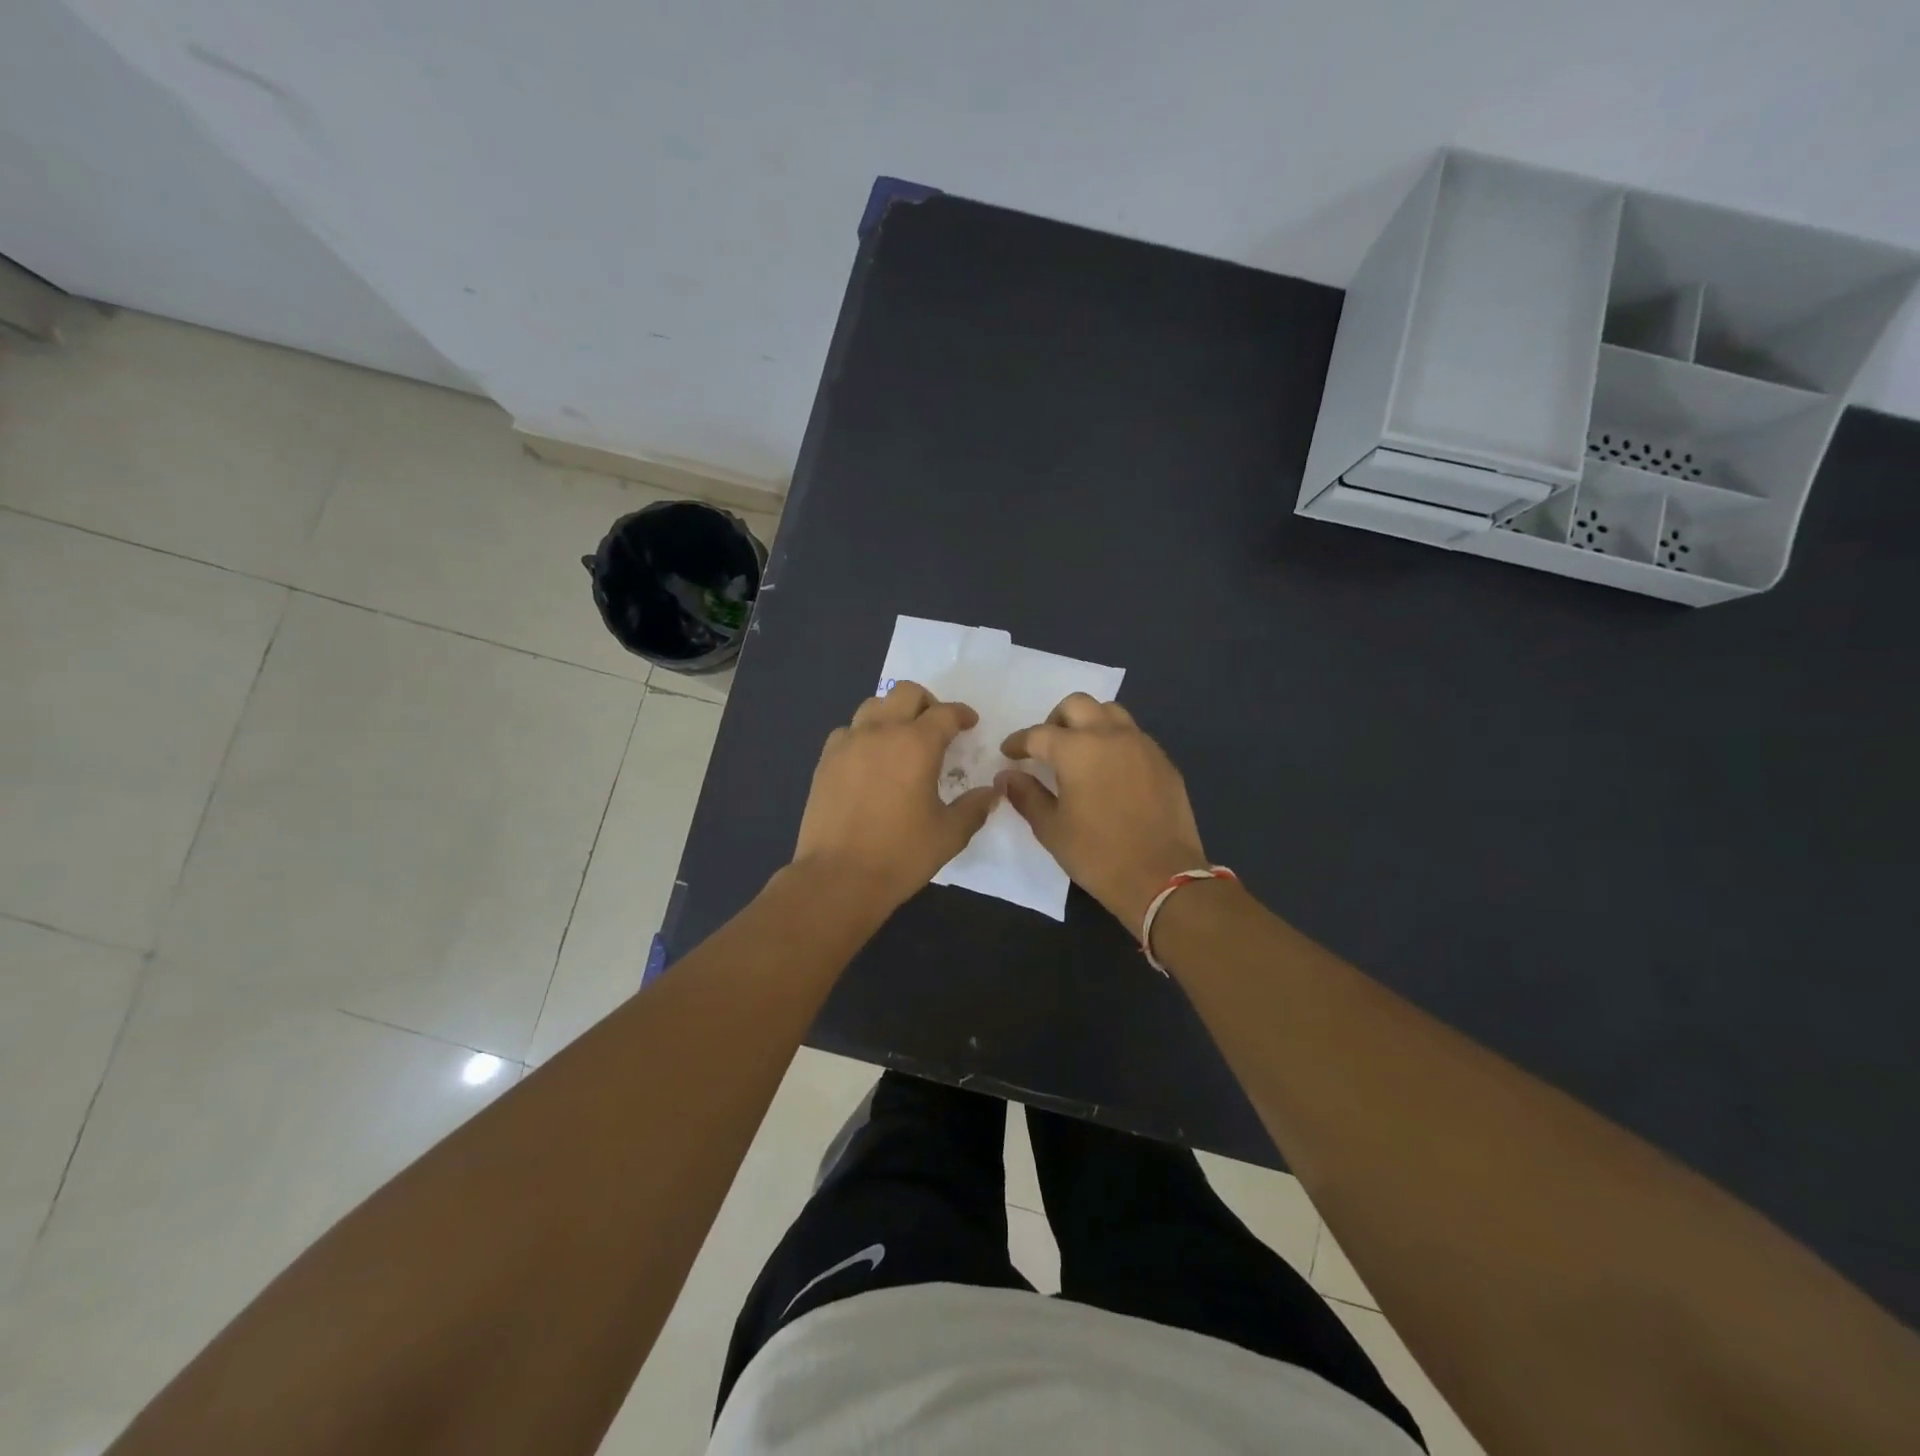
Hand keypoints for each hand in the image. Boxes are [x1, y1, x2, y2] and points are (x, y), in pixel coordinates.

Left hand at [792, 681, 1000, 912]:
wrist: (838, 878)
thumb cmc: (900, 855)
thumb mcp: (950, 834)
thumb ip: (974, 807)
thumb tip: (991, 792)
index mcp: (917, 745)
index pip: (946, 713)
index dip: (962, 714)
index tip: (970, 723)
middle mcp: (881, 732)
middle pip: (906, 693)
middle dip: (928, 703)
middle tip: (936, 727)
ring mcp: (848, 743)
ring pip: (873, 705)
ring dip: (893, 713)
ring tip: (901, 739)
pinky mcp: (825, 760)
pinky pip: (848, 731)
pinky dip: (864, 734)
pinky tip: (869, 760)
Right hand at [998, 694, 1208, 931]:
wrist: (1162, 878)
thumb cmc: (1097, 855)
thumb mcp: (1051, 829)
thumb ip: (1026, 795)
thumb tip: (1007, 776)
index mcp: (1077, 750)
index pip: (1038, 734)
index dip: (1018, 742)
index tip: (1009, 753)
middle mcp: (1110, 735)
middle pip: (1077, 705)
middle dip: (1055, 720)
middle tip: (1047, 746)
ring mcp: (1142, 745)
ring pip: (1110, 713)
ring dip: (1089, 722)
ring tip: (1080, 751)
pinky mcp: (1163, 761)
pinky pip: (1134, 736)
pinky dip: (1115, 741)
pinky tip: (1110, 770)